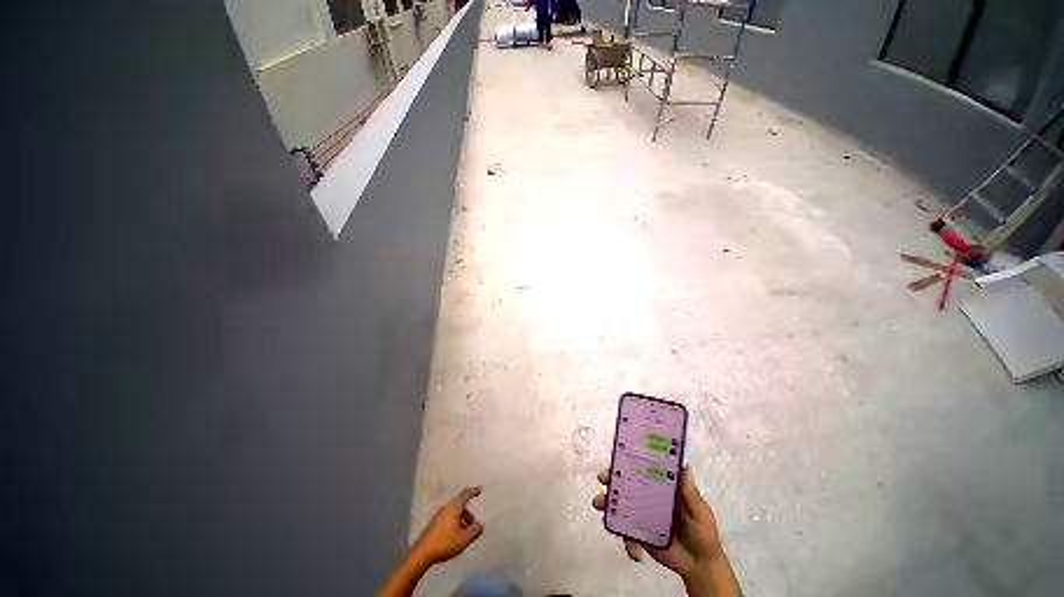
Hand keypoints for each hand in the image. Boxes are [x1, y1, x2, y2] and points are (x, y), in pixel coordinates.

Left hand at [410, 486, 484, 564]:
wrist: (421, 554)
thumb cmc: (444, 543)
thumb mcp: (464, 538)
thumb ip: (475, 530)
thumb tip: (480, 525)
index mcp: (453, 507)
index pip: (465, 494)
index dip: (473, 491)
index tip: (480, 489)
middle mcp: (446, 508)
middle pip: (460, 505)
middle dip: (468, 513)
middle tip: (473, 525)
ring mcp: (439, 516)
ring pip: (455, 513)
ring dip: (462, 520)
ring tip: (465, 534)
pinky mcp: (434, 524)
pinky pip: (449, 518)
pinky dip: (456, 523)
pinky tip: (456, 536)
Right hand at [593, 467, 739, 596]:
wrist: (700, 565)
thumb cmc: (703, 532)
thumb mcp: (700, 512)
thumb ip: (691, 494)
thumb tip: (686, 467)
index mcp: (661, 486)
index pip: (642, 468)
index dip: (629, 460)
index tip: (618, 456)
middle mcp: (648, 496)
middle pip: (625, 482)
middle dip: (611, 478)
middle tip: (603, 479)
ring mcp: (641, 514)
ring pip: (619, 504)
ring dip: (607, 504)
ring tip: (599, 505)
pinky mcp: (638, 533)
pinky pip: (625, 532)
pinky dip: (626, 541)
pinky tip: (635, 552)